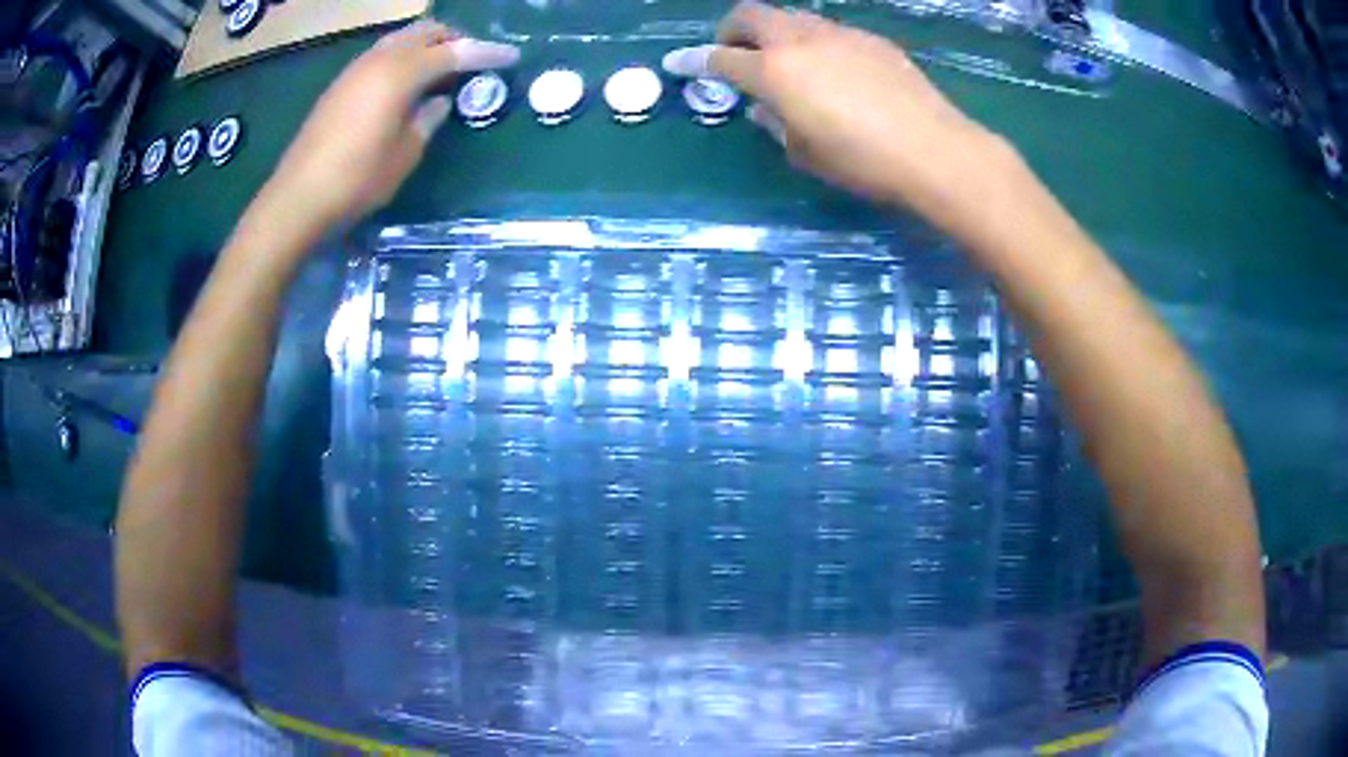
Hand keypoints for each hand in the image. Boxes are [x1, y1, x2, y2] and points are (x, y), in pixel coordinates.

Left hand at [264, 20, 518, 229]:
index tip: (512, 57)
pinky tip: (407, 83)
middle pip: (426, 32)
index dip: (486, 53)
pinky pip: (382, 55)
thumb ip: (427, 120)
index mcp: (400, 73)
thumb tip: (439, 101)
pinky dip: (403, 58)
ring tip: (442, 70)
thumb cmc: (356, 181)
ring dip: (427, 46)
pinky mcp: (340, 85)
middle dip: (455, 40)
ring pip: (401, 39)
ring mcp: (355, 70)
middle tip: (474, 60)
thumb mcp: (404, 155)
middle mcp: (379, 60)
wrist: (297, 199)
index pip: (454, 52)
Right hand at [663, 2, 1017, 233]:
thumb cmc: (862, 161)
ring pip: (791, 17)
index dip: (693, 61)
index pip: (721, 59)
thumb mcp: (805, 153)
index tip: (678, 63)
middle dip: (732, 31)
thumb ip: (776, 124)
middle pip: (750, 15)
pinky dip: (814, 42)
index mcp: (775, 71)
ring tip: (786, 62)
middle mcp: (800, 41)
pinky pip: (829, 31)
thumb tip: (765, 107)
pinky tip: (832, 70)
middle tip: (734, 54)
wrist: (934, 150)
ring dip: (775, 33)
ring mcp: (838, 34)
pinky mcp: (870, 39)